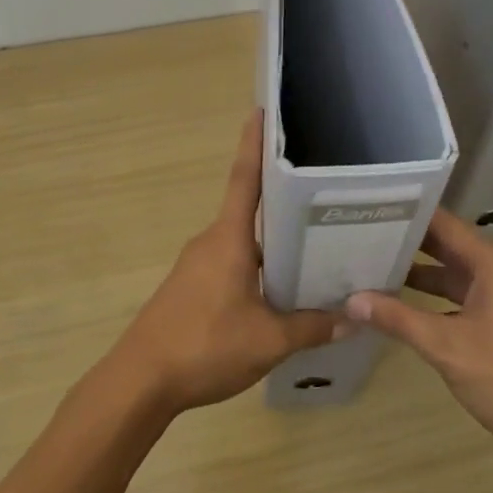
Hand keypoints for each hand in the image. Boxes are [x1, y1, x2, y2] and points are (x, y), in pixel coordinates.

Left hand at [106, 111, 341, 416]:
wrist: (140, 381)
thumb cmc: (204, 346)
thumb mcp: (268, 340)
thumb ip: (312, 327)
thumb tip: (353, 317)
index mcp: (229, 239)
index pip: (244, 179)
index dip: (254, 144)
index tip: (262, 111)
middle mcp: (211, 242)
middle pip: (250, 210)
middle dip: (282, 199)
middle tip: (323, 193)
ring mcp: (197, 265)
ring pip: (243, 242)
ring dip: (273, 240)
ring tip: (314, 244)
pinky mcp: (191, 287)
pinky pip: (231, 263)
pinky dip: (257, 265)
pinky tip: (279, 288)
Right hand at [346, 210, 492, 463]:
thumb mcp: (447, 348)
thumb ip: (399, 320)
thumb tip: (352, 299)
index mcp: (491, 262)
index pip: (441, 222)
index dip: (406, 214)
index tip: (369, 208)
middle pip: (446, 244)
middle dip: (406, 242)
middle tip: (360, 233)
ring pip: (453, 272)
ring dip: (418, 272)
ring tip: (371, 265)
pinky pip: (463, 295)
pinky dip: (435, 297)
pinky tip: (402, 305)